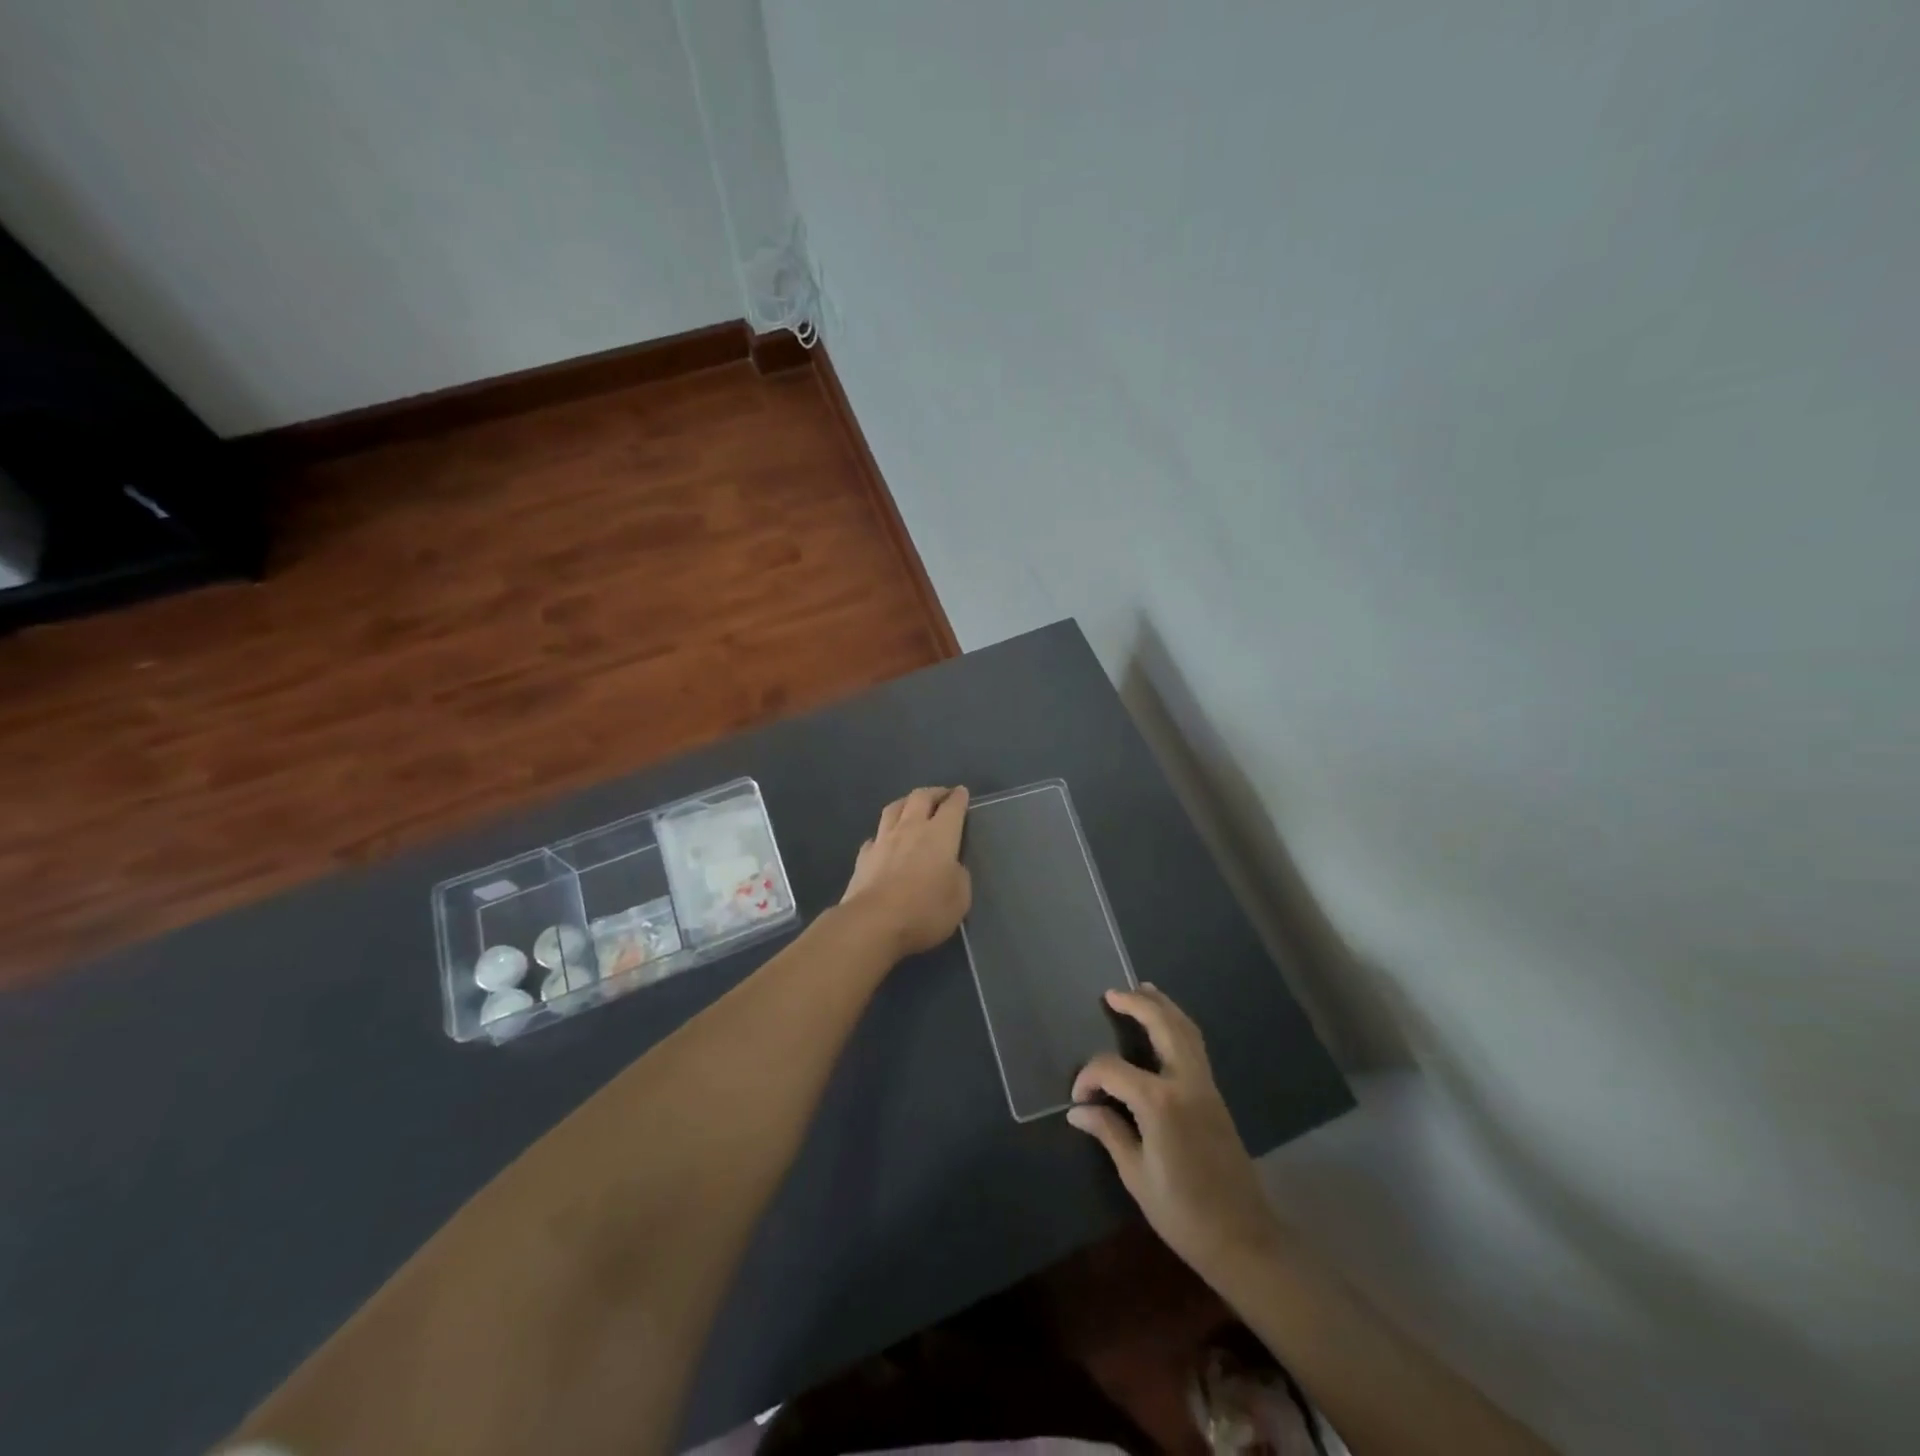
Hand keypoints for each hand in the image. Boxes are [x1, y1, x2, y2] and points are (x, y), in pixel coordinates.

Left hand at [840, 786, 971, 958]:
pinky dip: (883, 834)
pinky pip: (875, 836)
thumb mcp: (960, 898)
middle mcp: (911, 828)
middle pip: (920, 797)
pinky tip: (884, 841)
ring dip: (905, 803)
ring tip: (911, 805)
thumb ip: (959, 876)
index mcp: (940, 834)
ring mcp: (883, 840)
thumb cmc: (925, 910)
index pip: (952, 807)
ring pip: (894, 809)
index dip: (958, 797)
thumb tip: (951, 867)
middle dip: (933, 792)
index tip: (961, 792)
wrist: (874, 922)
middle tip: (941, 795)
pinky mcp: (864, 856)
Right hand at [1069, 985, 1284, 1283]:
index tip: (1078, 1099)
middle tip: (1112, 993)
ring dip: (1163, 1006)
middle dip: (1136, 1004)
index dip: (1089, 1078)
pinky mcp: (1216, 1095)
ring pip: (1186, 1029)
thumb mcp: (1136, 1176)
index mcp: (1160, 1102)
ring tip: (1143, 990)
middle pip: (1162, 1025)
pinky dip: (1179, 1025)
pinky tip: (1167, 1025)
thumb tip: (1078, 1110)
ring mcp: (1206, 1085)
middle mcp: (1185, 1082)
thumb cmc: (1183, 1213)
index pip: (1113, 1070)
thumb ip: (1108, 1132)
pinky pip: (1196, 1045)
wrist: (1243, 1239)